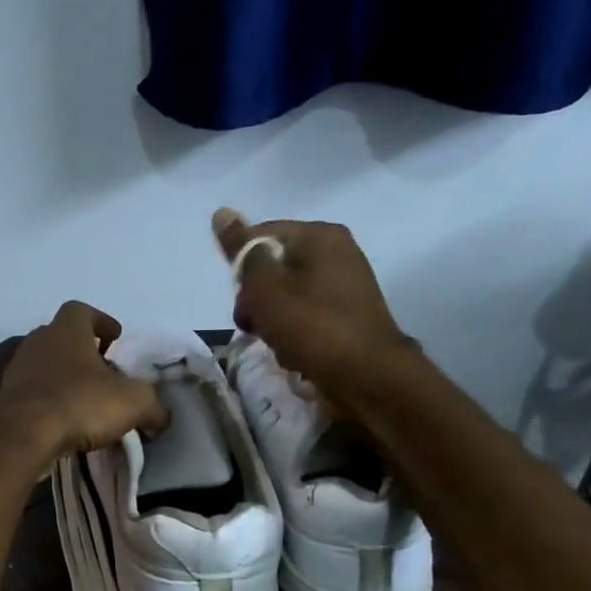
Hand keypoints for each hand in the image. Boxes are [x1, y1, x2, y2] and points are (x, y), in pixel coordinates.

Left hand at [0, 301, 168, 462]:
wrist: (22, 436)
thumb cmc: (79, 404)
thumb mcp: (134, 403)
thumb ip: (154, 406)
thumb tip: (161, 417)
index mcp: (66, 330)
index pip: (83, 311)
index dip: (102, 322)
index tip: (115, 339)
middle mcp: (37, 341)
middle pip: (63, 338)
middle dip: (84, 353)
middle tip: (105, 375)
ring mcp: (17, 369)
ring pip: (47, 366)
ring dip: (66, 379)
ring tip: (87, 402)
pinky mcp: (6, 398)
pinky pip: (34, 393)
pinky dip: (50, 401)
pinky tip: (65, 422)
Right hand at [212, 208, 412, 397]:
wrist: (367, 378)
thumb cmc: (312, 327)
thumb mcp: (266, 288)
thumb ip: (243, 252)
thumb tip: (222, 212)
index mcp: (320, 235)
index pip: (260, 235)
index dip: (241, 268)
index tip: (240, 299)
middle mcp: (337, 252)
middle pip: (273, 267)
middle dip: (256, 299)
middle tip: (254, 325)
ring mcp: (345, 286)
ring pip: (287, 296)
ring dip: (272, 321)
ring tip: (277, 343)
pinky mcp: (347, 316)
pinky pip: (306, 316)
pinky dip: (294, 333)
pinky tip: (295, 352)